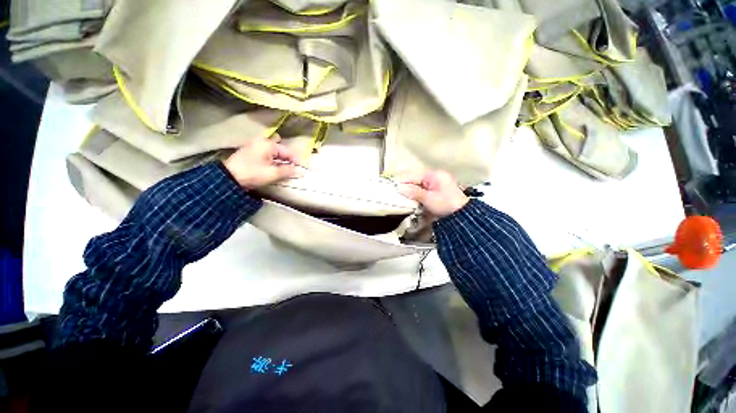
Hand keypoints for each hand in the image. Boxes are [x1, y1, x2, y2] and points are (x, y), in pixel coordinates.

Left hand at [223, 134, 300, 189]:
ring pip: (273, 151)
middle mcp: (261, 142)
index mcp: (268, 144)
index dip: (296, 159)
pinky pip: (267, 154)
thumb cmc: (252, 173)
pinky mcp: (250, 152)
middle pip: (280, 149)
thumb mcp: (272, 173)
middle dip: (288, 158)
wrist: (229, 177)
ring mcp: (254, 146)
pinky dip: (273, 159)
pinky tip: (276, 167)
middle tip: (294, 168)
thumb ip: (288, 171)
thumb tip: (300, 171)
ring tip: (286, 169)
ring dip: (281, 159)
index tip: (302, 168)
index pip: (287, 151)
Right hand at [396, 170, 468, 217]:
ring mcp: (435, 184)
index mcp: (434, 175)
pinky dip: (416, 194)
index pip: (413, 176)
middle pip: (415, 179)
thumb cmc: (446, 204)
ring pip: (417, 185)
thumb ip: (414, 192)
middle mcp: (434, 177)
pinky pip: (422, 190)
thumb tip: (399, 187)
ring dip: (410, 191)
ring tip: (401, 196)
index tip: (392, 187)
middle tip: (395, 193)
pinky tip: (410, 199)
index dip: (402, 181)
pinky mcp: (435, 191)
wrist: (462, 216)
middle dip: (406, 186)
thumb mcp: (429, 198)